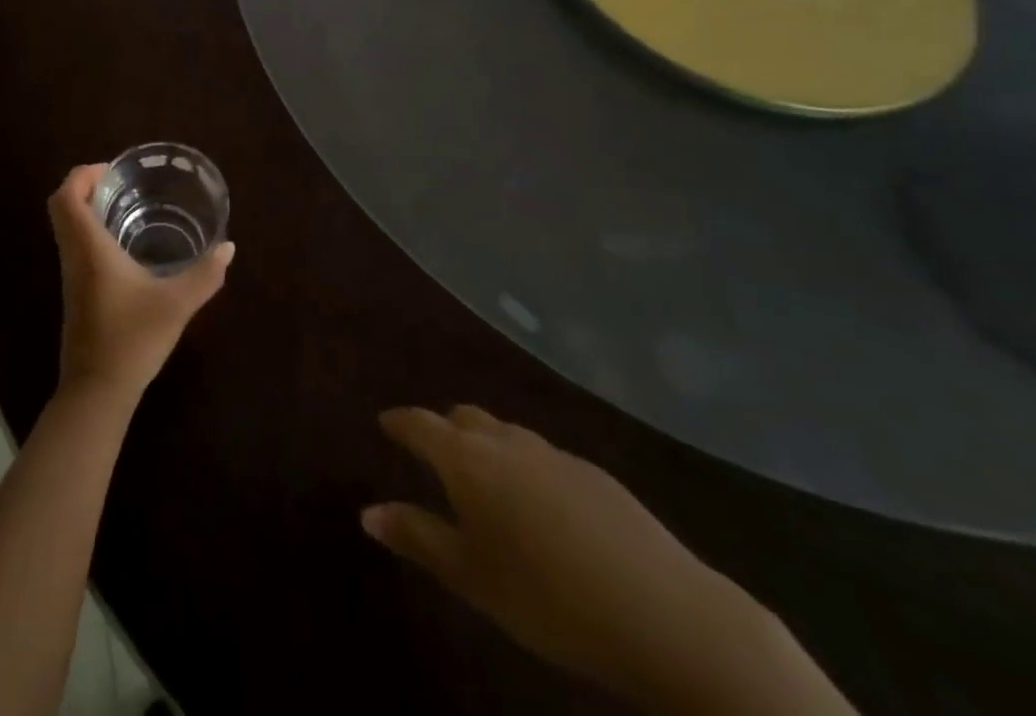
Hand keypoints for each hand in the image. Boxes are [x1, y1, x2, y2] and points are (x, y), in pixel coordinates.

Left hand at [48, 165, 233, 403]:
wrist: (97, 391)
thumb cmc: (132, 339)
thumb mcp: (176, 304)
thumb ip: (205, 274)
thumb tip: (228, 247)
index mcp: (89, 248)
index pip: (66, 197)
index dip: (83, 174)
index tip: (112, 170)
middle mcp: (73, 255)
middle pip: (61, 206)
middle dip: (85, 186)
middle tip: (120, 183)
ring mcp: (70, 275)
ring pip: (66, 227)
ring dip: (86, 208)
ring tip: (125, 205)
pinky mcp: (75, 292)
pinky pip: (73, 245)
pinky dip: (89, 230)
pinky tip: (123, 244)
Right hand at [363, 407, 851, 714]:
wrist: (667, 617)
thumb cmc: (550, 599)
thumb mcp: (473, 578)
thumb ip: (418, 538)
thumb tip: (367, 512)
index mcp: (468, 460)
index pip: (421, 424)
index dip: (399, 421)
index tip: (385, 422)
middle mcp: (507, 442)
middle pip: (465, 418)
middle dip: (444, 428)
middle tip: (434, 453)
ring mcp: (555, 454)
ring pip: (507, 433)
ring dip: (487, 444)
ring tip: (485, 477)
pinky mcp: (596, 475)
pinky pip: (544, 456)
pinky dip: (526, 466)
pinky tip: (542, 506)